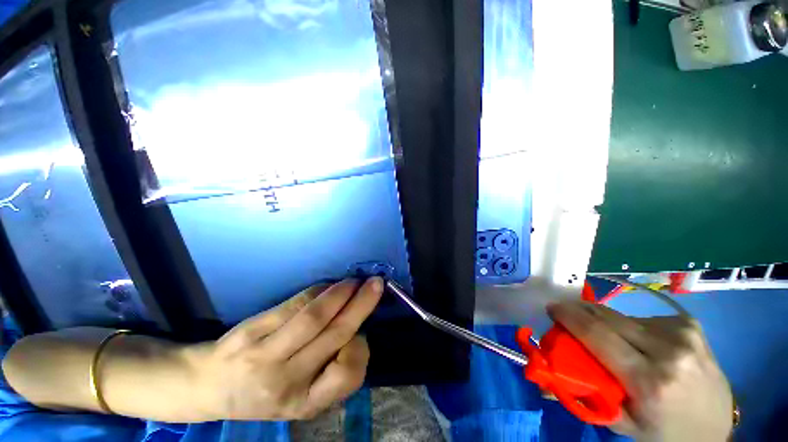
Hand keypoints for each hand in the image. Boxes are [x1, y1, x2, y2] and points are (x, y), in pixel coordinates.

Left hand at [189, 278, 382, 420]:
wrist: (210, 385)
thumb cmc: (265, 392)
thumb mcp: (302, 397)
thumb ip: (331, 371)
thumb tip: (358, 330)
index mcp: (304, 402)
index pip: (345, 376)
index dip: (360, 349)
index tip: (361, 334)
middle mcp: (287, 381)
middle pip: (335, 335)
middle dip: (361, 305)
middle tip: (376, 285)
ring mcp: (267, 355)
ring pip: (315, 316)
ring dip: (341, 293)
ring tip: (355, 281)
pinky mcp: (254, 331)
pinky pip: (296, 305)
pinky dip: (319, 291)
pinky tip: (330, 285)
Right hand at [548, 301, 732, 440]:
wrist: (714, 429)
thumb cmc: (662, 432)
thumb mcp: (619, 422)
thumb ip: (581, 394)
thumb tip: (544, 375)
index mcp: (650, 382)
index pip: (597, 335)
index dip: (569, 316)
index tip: (552, 308)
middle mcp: (669, 352)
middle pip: (608, 318)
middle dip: (581, 312)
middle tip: (567, 315)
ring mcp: (683, 334)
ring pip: (625, 317)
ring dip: (607, 323)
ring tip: (608, 338)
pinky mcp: (690, 325)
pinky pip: (644, 319)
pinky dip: (631, 327)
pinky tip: (640, 342)